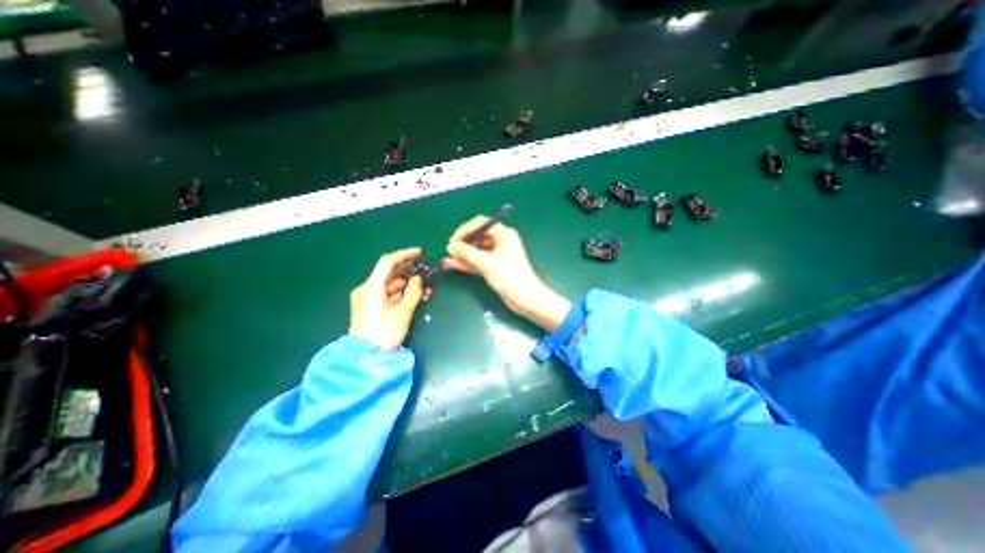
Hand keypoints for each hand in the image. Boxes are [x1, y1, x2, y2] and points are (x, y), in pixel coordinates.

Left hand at [351, 248, 428, 352]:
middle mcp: (367, 289)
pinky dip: (400, 293)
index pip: (387, 262)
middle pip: (389, 273)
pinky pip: (387, 294)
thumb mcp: (403, 312)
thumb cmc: (384, 334)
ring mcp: (367, 299)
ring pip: (389, 284)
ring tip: (424, 286)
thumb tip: (419, 279)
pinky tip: (414, 295)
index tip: (420, 253)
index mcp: (371, 287)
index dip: (405, 255)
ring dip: (406, 283)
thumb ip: (413, 292)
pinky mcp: (370, 307)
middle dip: (408, 271)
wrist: (366, 358)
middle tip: (425, 271)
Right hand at [444, 216, 573, 330]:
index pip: (480, 223)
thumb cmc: (510, 278)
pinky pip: (479, 260)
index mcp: (504, 234)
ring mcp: (498, 254)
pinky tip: (454, 265)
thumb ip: (467, 253)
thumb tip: (451, 246)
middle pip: (478, 236)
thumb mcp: (487, 264)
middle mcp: (501, 241)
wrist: (526, 299)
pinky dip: (468, 263)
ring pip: (477, 250)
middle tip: (450, 252)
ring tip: (448, 259)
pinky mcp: (495, 266)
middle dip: (463, 243)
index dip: (465, 230)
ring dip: (464, 254)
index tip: (453, 240)